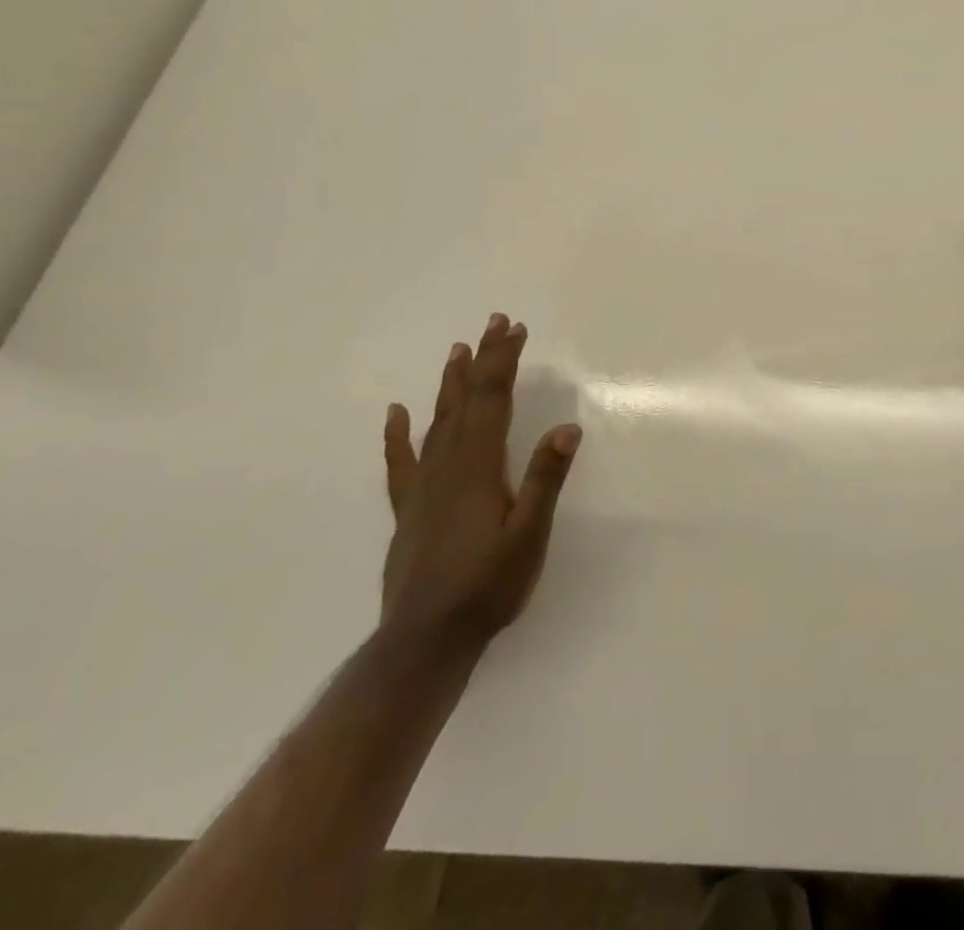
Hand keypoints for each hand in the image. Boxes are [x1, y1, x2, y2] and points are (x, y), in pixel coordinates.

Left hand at [379, 315, 581, 657]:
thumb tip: (566, 429)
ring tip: (457, 350)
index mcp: (479, 467)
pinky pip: (402, 461)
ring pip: (437, 421)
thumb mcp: (529, 536)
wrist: (425, 641)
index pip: (492, 400)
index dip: (503, 361)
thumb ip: (545, 480)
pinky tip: (397, 413)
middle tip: (494, 322)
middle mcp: (448, 466)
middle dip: (482, 359)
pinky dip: (399, 434)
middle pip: (466, 400)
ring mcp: (424, 486)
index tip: (515, 329)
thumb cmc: (487, 587)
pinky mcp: (409, 508)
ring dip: (450, 383)